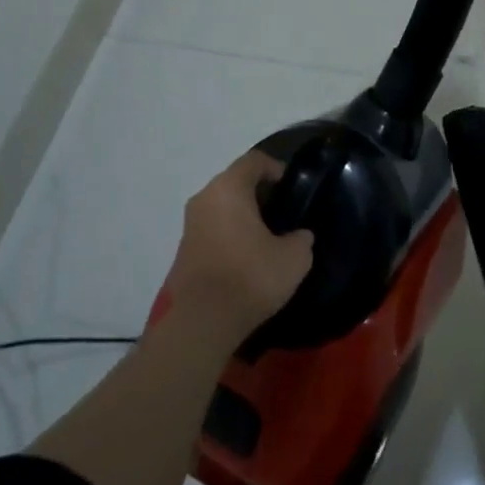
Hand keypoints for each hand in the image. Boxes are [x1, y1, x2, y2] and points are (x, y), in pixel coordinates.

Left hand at [166, 151, 314, 346]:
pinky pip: (212, 227)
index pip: (254, 161)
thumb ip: (301, 239)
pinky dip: (229, 232)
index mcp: (229, 188)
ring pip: (222, 205)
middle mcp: (205, 197)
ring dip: (242, 214)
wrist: (201, 324)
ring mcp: (190, 224)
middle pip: (235, 181)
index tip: (292, 186)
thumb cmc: (249, 278)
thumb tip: (299, 236)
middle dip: (259, 192)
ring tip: (266, 235)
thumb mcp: (294, 259)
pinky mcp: (184, 249)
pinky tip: (246, 256)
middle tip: (282, 211)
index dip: (276, 168)